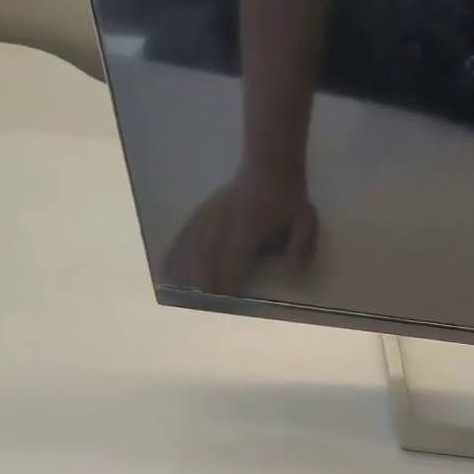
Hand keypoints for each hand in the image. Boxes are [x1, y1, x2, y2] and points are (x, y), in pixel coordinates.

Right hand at [162, 169, 316, 294]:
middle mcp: (223, 223)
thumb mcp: (306, 221)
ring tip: (181, 294)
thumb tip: (293, 268)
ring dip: (186, 271)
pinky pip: (184, 235)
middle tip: (202, 306)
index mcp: (249, 227)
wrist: (269, 167)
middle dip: (203, 283)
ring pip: (191, 247)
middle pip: (206, 257)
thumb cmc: (288, 201)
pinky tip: (168, 270)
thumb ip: (301, 245)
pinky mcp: (202, 213)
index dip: (226, 280)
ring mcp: (210, 216)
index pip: (232, 258)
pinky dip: (176, 253)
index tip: (223, 300)